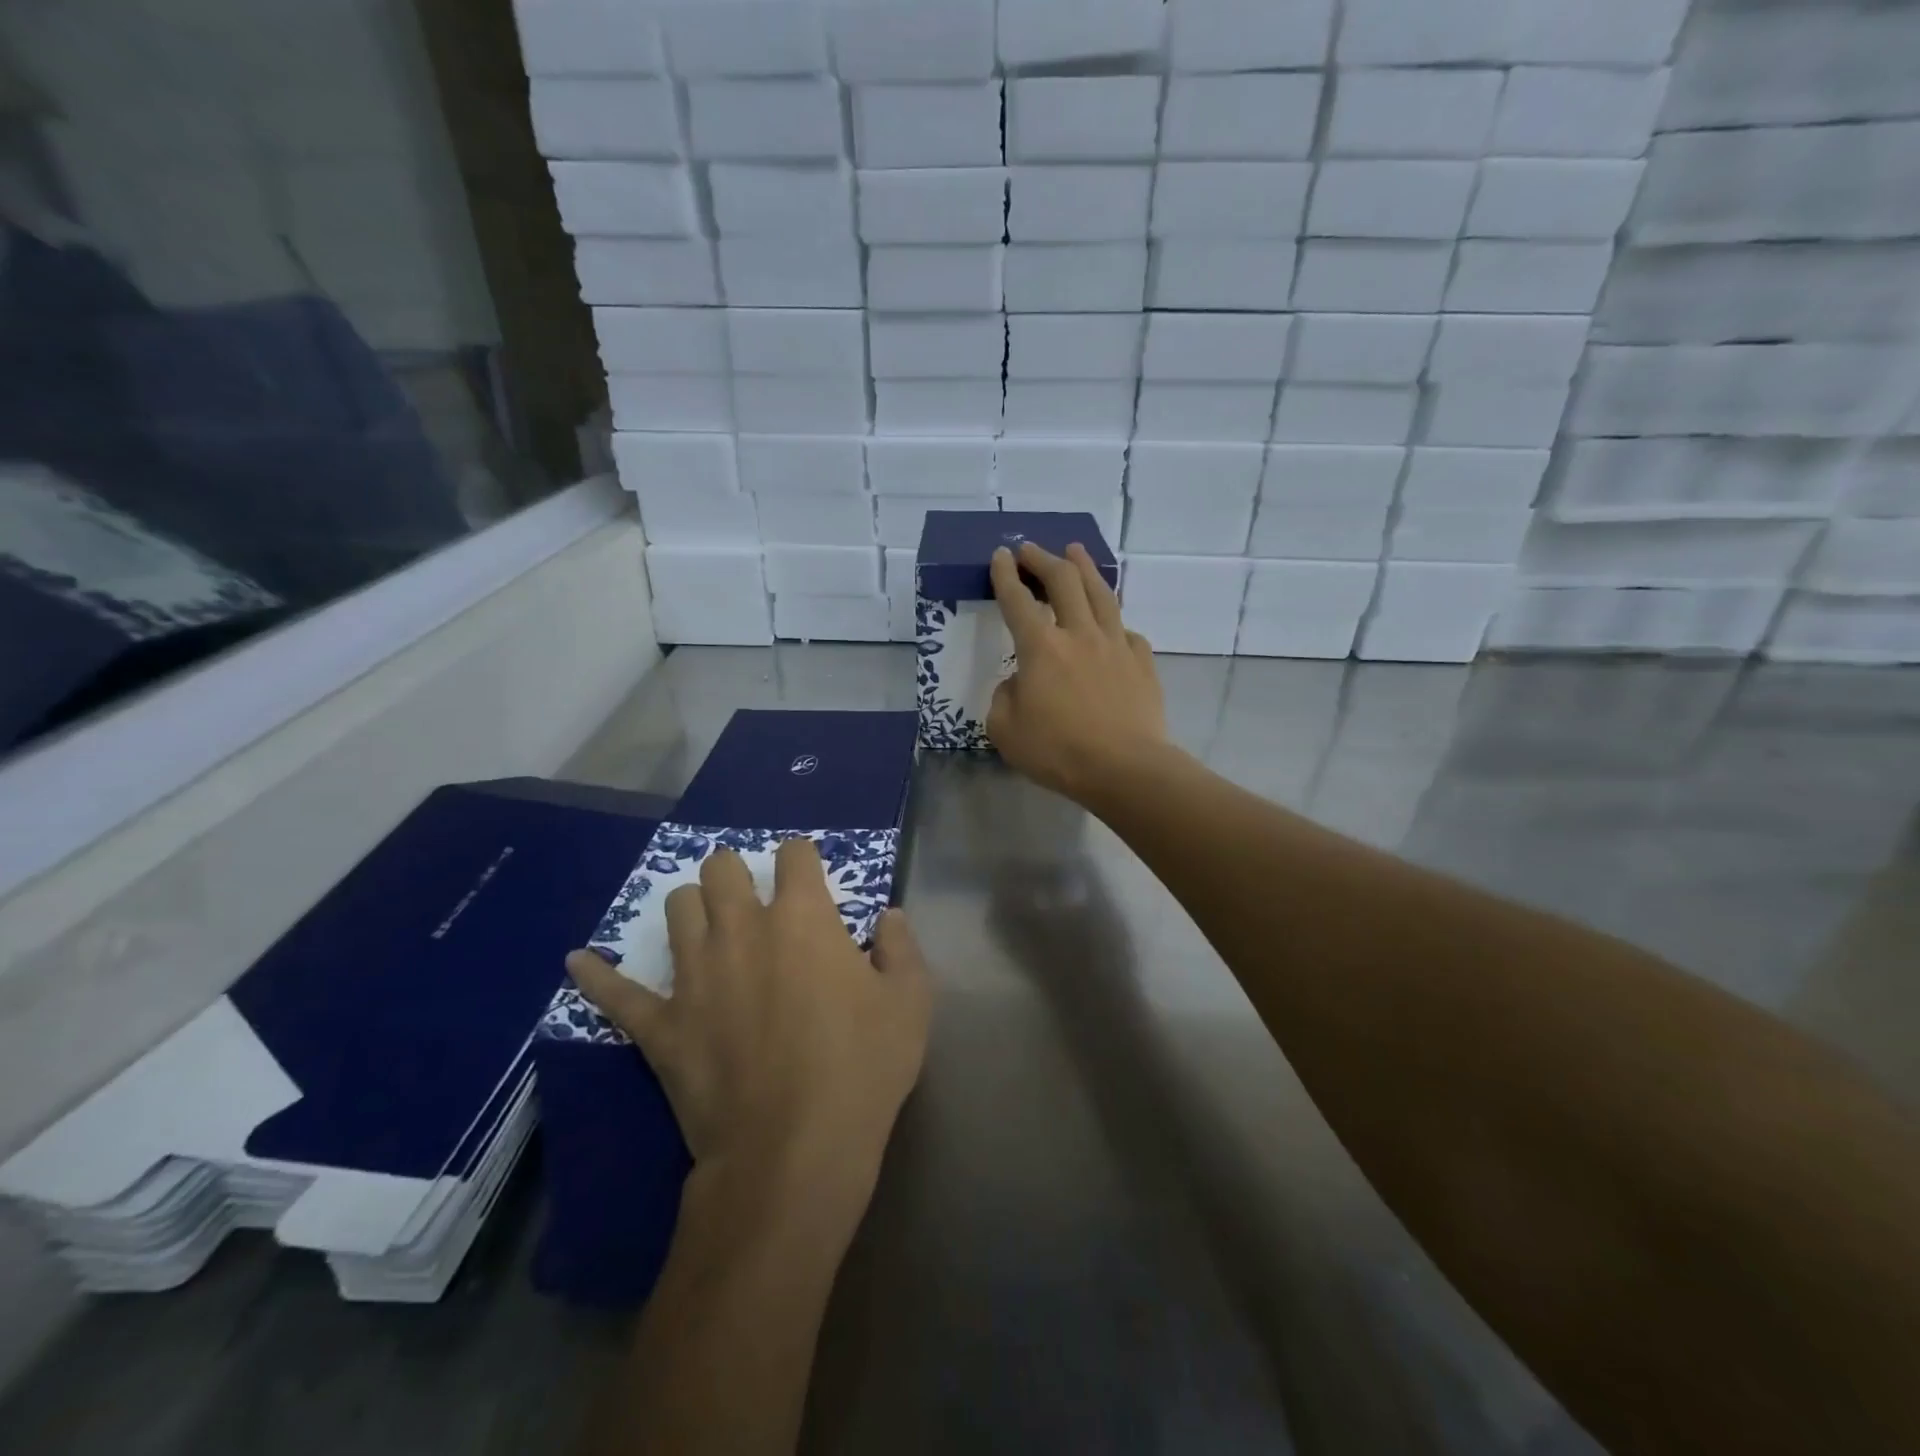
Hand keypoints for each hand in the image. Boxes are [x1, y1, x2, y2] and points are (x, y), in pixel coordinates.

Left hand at [568, 839, 931, 1219]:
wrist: (794, 1151)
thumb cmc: (862, 1068)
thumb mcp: (910, 1003)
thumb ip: (901, 948)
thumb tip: (888, 918)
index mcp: (802, 918)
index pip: (794, 855)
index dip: (802, 858)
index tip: (809, 875)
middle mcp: (742, 930)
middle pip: (722, 868)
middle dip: (737, 871)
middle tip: (754, 899)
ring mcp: (694, 975)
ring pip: (677, 909)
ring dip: (693, 907)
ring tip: (708, 924)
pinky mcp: (661, 1025)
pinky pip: (616, 992)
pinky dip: (596, 975)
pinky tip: (578, 960)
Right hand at [989, 541, 1167, 805]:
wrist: (1124, 768)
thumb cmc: (1058, 752)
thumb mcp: (1005, 731)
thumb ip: (1004, 698)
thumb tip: (1017, 683)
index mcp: (1040, 648)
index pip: (1017, 600)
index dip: (1005, 575)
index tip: (1000, 555)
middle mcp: (1078, 634)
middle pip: (1063, 581)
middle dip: (1042, 559)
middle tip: (1030, 550)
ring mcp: (1116, 644)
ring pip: (1100, 593)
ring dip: (1084, 567)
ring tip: (1076, 551)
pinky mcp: (1142, 661)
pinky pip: (1126, 631)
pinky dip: (1114, 621)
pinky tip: (1112, 623)